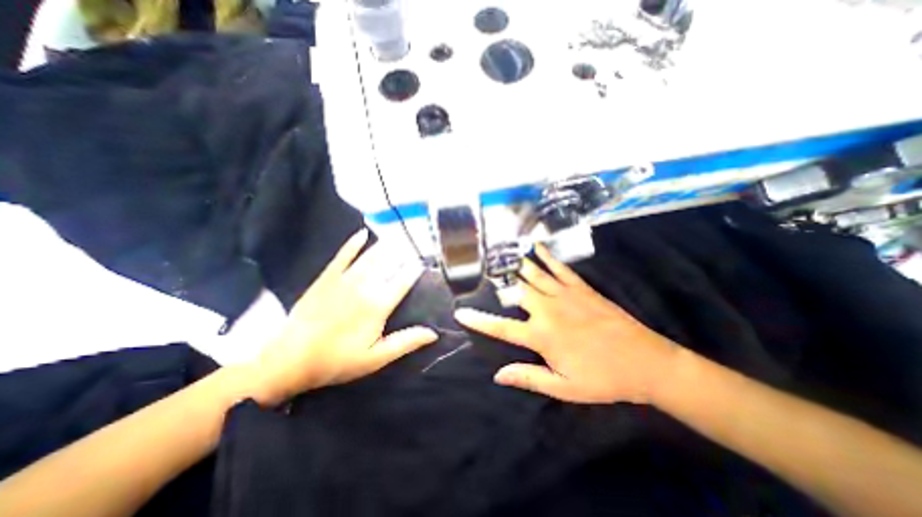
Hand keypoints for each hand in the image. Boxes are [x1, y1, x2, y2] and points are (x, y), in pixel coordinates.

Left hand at [251, 229, 436, 404]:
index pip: (404, 280)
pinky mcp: (327, 277)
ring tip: (398, 238)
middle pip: (389, 264)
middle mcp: (364, 286)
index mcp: (378, 305)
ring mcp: (344, 279)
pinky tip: (363, 233)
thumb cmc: (337, 360)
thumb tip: (433, 333)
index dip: (416, 270)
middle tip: (414, 247)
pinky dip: (354, 243)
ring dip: (386, 246)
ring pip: (371, 256)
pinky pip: (343, 255)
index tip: (424, 262)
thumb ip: (406, 342)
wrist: (290, 359)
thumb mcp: (376, 358)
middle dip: (404, 254)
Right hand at [453, 245, 674, 404]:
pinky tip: (537, 246)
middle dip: (497, 281)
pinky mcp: (581, 288)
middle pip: (515, 291)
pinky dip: (547, 255)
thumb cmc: (602, 378)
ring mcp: (564, 295)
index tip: (460, 312)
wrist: (645, 362)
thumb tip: (498, 375)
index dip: (479, 321)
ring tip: (501, 253)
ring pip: (533, 274)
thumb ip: (529, 377)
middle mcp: (548, 310)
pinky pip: (559, 268)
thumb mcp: (564, 387)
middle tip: (483, 270)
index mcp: (541, 336)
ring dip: (515, 264)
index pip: (502, 327)